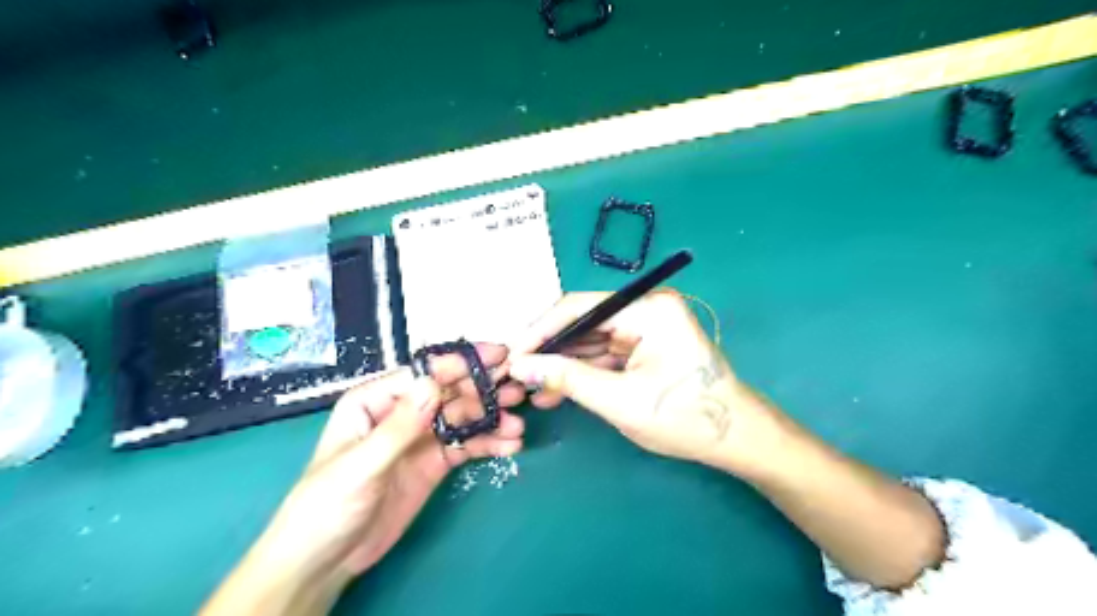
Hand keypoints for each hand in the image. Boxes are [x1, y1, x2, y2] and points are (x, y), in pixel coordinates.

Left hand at [208, 343, 530, 612]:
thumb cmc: (326, 506)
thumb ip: (399, 426)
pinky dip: (489, 443)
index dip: (460, 364)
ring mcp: (421, 437)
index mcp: (376, 401)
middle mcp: (403, 412)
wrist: (325, 561)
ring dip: (492, 419)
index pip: (424, 374)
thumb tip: (434, 383)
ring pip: (463, 418)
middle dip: (484, 391)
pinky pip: (466, 445)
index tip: (496, 356)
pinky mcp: (435, 462)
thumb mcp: (360, 465)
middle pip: (449, 392)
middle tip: (517, 392)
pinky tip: (509, 446)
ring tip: (518, 426)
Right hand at [510, 290, 794, 473]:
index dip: (541, 329)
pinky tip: (556, 390)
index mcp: (648, 308)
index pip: (580, 307)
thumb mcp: (620, 400)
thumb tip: (520, 365)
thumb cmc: (684, 417)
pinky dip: (582, 371)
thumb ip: (568, 378)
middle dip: (550, 349)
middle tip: (516, 373)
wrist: (736, 439)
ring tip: (531, 388)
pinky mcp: (645, 346)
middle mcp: (646, 308)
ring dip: (563, 364)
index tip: (512, 353)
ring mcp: (646, 327)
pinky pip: (604, 354)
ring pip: (591, 340)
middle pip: (584, 322)